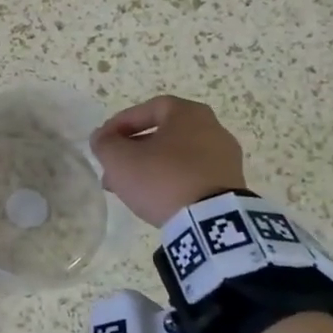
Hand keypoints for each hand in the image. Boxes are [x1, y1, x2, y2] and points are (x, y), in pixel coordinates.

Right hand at [90, 95, 246, 226]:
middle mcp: (212, 129)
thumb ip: (104, 143)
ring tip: (129, 188)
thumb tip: (102, 138)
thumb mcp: (120, 158)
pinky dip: (171, 181)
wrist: (211, 223)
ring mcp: (225, 158)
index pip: (148, 109)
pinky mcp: (230, 185)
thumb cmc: (163, 178)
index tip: (104, 141)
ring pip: (176, 157)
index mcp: (189, 113)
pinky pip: (192, 175)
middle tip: (113, 168)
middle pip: (162, 134)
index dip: (121, 123)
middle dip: (133, 150)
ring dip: (150, 168)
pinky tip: (154, 199)